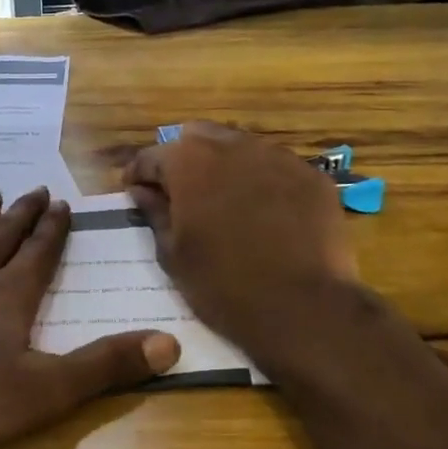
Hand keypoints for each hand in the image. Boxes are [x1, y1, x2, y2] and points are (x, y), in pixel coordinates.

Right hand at [124, 122, 359, 363]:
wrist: (303, 309)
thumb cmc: (222, 285)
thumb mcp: (173, 254)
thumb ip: (154, 213)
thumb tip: (141, 191)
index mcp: (189, 161)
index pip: (152, 156)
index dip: (138, 174)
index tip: (135, 192)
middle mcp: (232, 146)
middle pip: (198, 138)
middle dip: (184, 160)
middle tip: (182, 195)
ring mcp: (277, 157)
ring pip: (240, 148)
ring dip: (225, 166)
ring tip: (224, 202)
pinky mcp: (312, 176)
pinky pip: (276, 168)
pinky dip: (262, 181)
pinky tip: (265, 213)